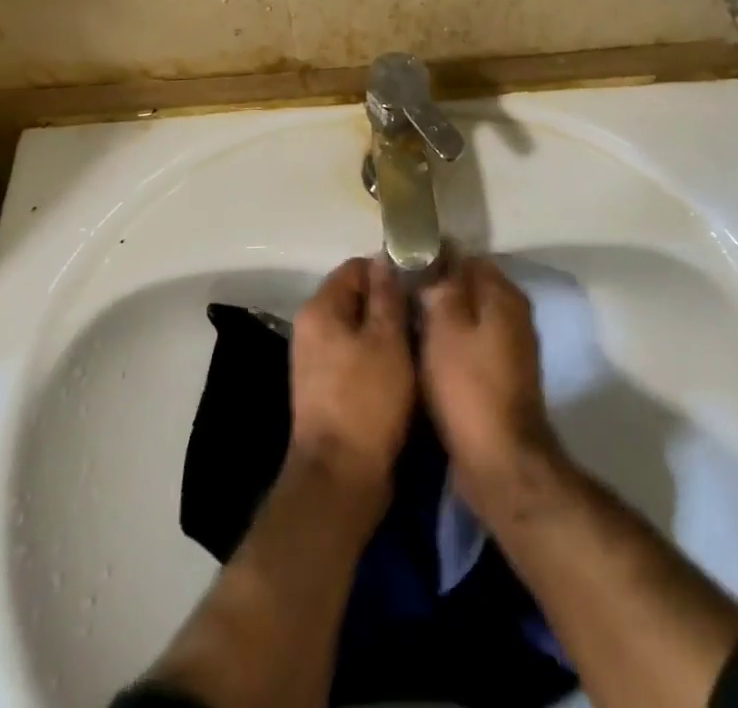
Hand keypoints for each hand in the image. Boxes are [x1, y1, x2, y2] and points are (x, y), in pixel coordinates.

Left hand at [289, 256, 414, 495]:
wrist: (340, 477)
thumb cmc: (367, 401)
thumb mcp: (387, 341)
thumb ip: (386, 296)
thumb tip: (384, 259)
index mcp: (320, 308)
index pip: (356, 267)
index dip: (389, 271)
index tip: (421, 282)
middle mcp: (311, 327)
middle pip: (356, 296)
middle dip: (389, 301)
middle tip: (425, 312)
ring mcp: (316, 358)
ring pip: (358, 327)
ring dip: (387, 330)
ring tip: (420, 338)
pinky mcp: (326, 386)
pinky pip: (355, 353)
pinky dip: (378, 354)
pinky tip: (404, 365)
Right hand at [419, 256, 560, 507]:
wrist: (498, 460)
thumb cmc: (467, 385)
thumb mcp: (445, 325)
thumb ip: (443, 284)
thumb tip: (440, 253)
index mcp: (503, 295)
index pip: (466, 259)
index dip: (434, 261)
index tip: (404, 272)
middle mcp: (514, 315)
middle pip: (469, 288)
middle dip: (438, 292)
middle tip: (401, 302)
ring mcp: (512, 347)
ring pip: (470, 319)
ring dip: (443, 322)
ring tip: (408, 328)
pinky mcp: (503, 376)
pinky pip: (472, 346)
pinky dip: (452, 347)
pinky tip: (427, 357)